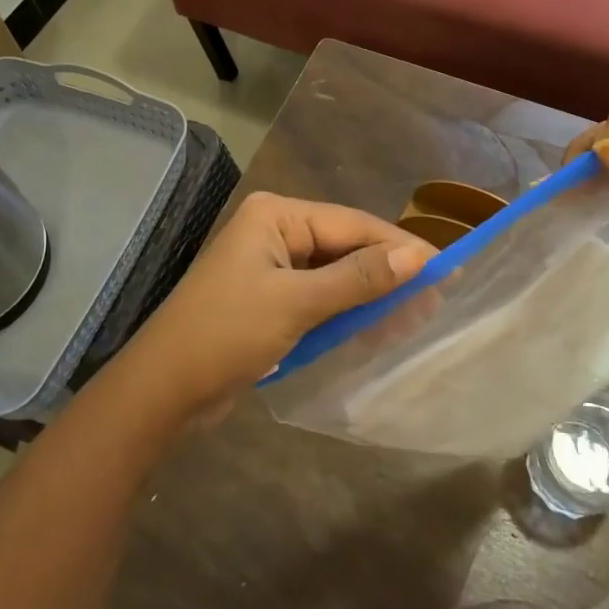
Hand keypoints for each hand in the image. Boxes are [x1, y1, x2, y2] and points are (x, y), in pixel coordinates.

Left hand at [120, 192, 432, 423]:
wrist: (162, 392)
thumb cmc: (225, 335)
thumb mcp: (297, 304)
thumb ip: (359, 278)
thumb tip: (418, 256)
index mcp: (276, 216)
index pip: (352, 223)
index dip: (400, 246)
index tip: (446, 269)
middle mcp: (275, 232)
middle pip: (346, 247)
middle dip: (388, 273)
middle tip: (436, 299)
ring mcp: (271, 266)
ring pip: (336, 274)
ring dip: (371, 295)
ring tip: (417, 317)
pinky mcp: (270, 299)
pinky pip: (320, 297)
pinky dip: (347, 312)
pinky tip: (379, 327)